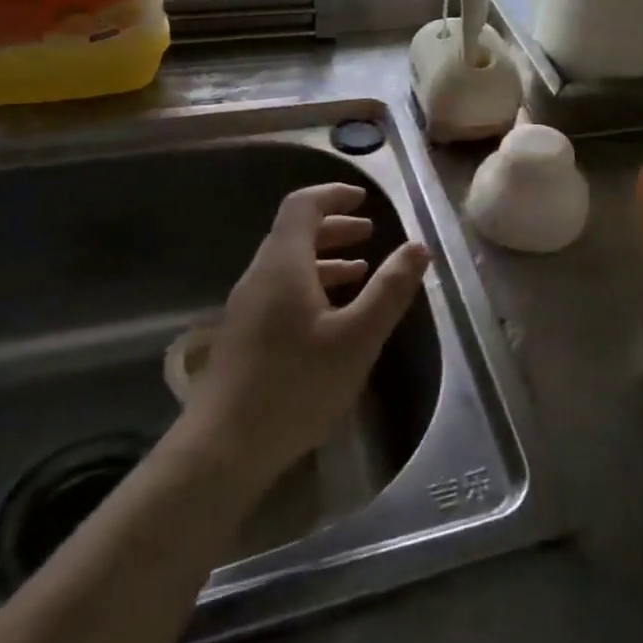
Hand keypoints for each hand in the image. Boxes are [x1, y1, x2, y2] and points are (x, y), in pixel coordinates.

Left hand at [187, 183, 430, 478]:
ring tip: (360, 270)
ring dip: (324, 258)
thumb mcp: (357, 337)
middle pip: (295, 233)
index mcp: (283, 264)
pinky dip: (312, 285)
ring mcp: (248, 306)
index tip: (364, 199)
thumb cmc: (296, 385)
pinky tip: (332, 315)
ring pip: (289, 264)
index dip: (333, 195)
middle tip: (369, 232)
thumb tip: (418, 246)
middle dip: (334, 227)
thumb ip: (390, 289)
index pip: (302, 206)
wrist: (223, 447)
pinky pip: (282, 290)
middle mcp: (260, 276)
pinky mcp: (245, 335)